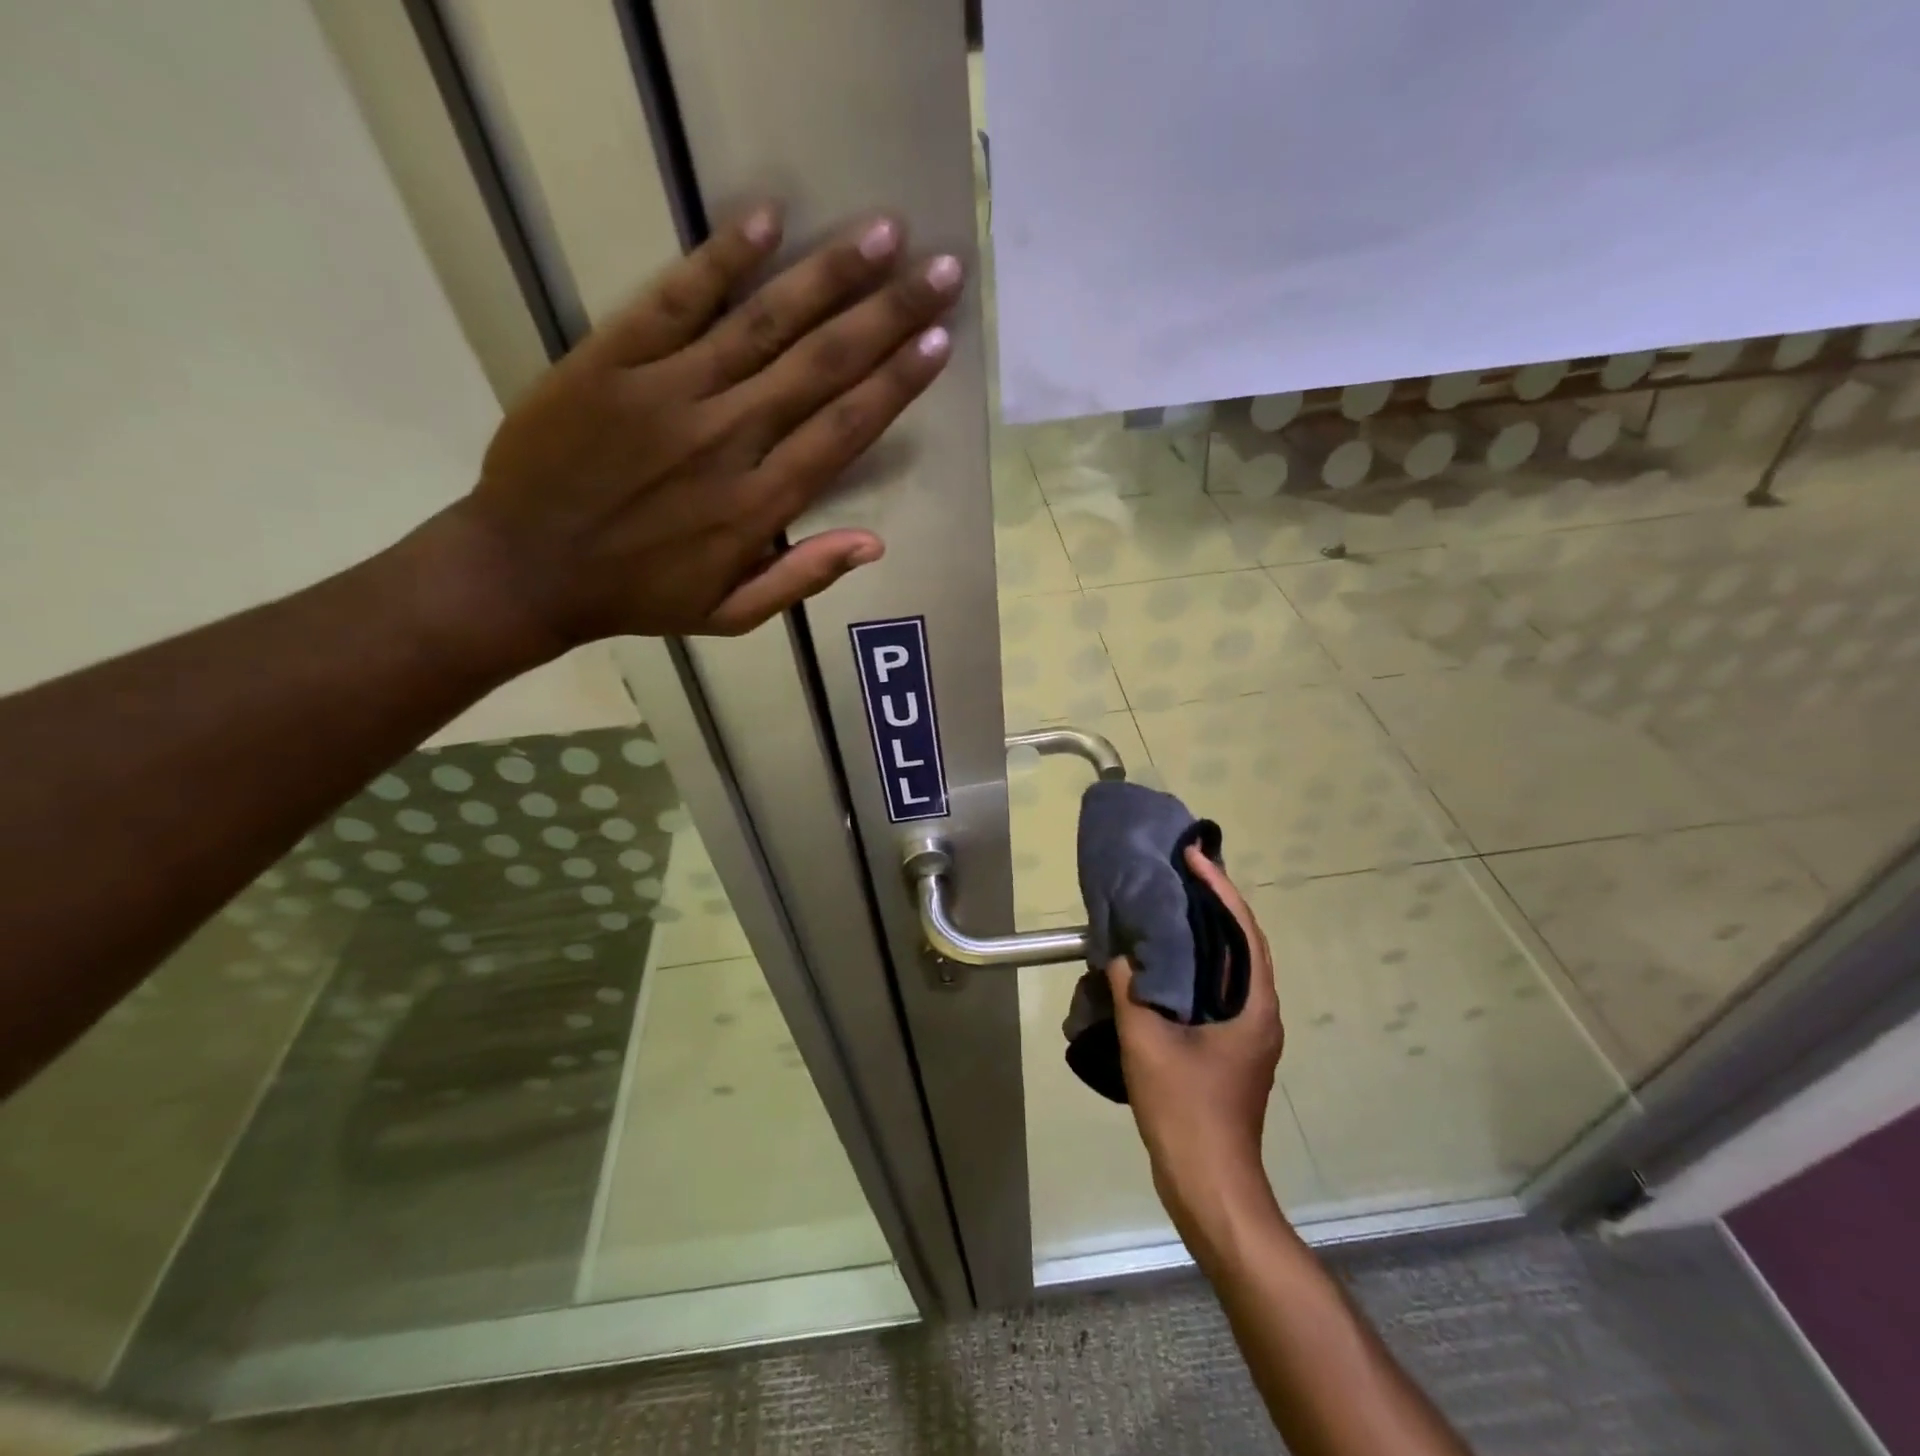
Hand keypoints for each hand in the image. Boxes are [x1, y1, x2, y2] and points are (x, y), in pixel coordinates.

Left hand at [443, 204, 960, 651]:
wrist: (525, 568)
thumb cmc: (639, 595)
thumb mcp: (732, 614)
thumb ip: (802, 578)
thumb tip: (875, 544)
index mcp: (758, 504)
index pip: (844, 429)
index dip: (896, 383)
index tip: (939, 342)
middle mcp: (726, 439)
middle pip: (821, 366)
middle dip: (888, 314)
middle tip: (941, 269)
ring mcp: (668, 393)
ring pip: (763, 324)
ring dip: (829, 275)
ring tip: (884, 233)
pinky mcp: (611, 360)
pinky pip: (674, 300)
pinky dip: (720, 259)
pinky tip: (768, 219)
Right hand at [1109, 845, 1284, 1227]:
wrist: (1210, 1185)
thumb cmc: (1185, 1110)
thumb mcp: (1146, 1044)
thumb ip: (1130, 991)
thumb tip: (1121, 954)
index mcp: (1254, 1006)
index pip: (1243, 930)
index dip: (1219, 888)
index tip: (1193, 855)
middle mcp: (1260, 1013)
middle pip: (1242, 943)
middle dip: (1214, 902)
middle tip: (1179, 871)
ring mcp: (1248, 1034)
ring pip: (1231, 967)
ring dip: (1205, 933)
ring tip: (1170, 904)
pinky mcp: (1232, 1049)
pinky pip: (1218, 989)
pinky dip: (1196, 964)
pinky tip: (1164, 962)